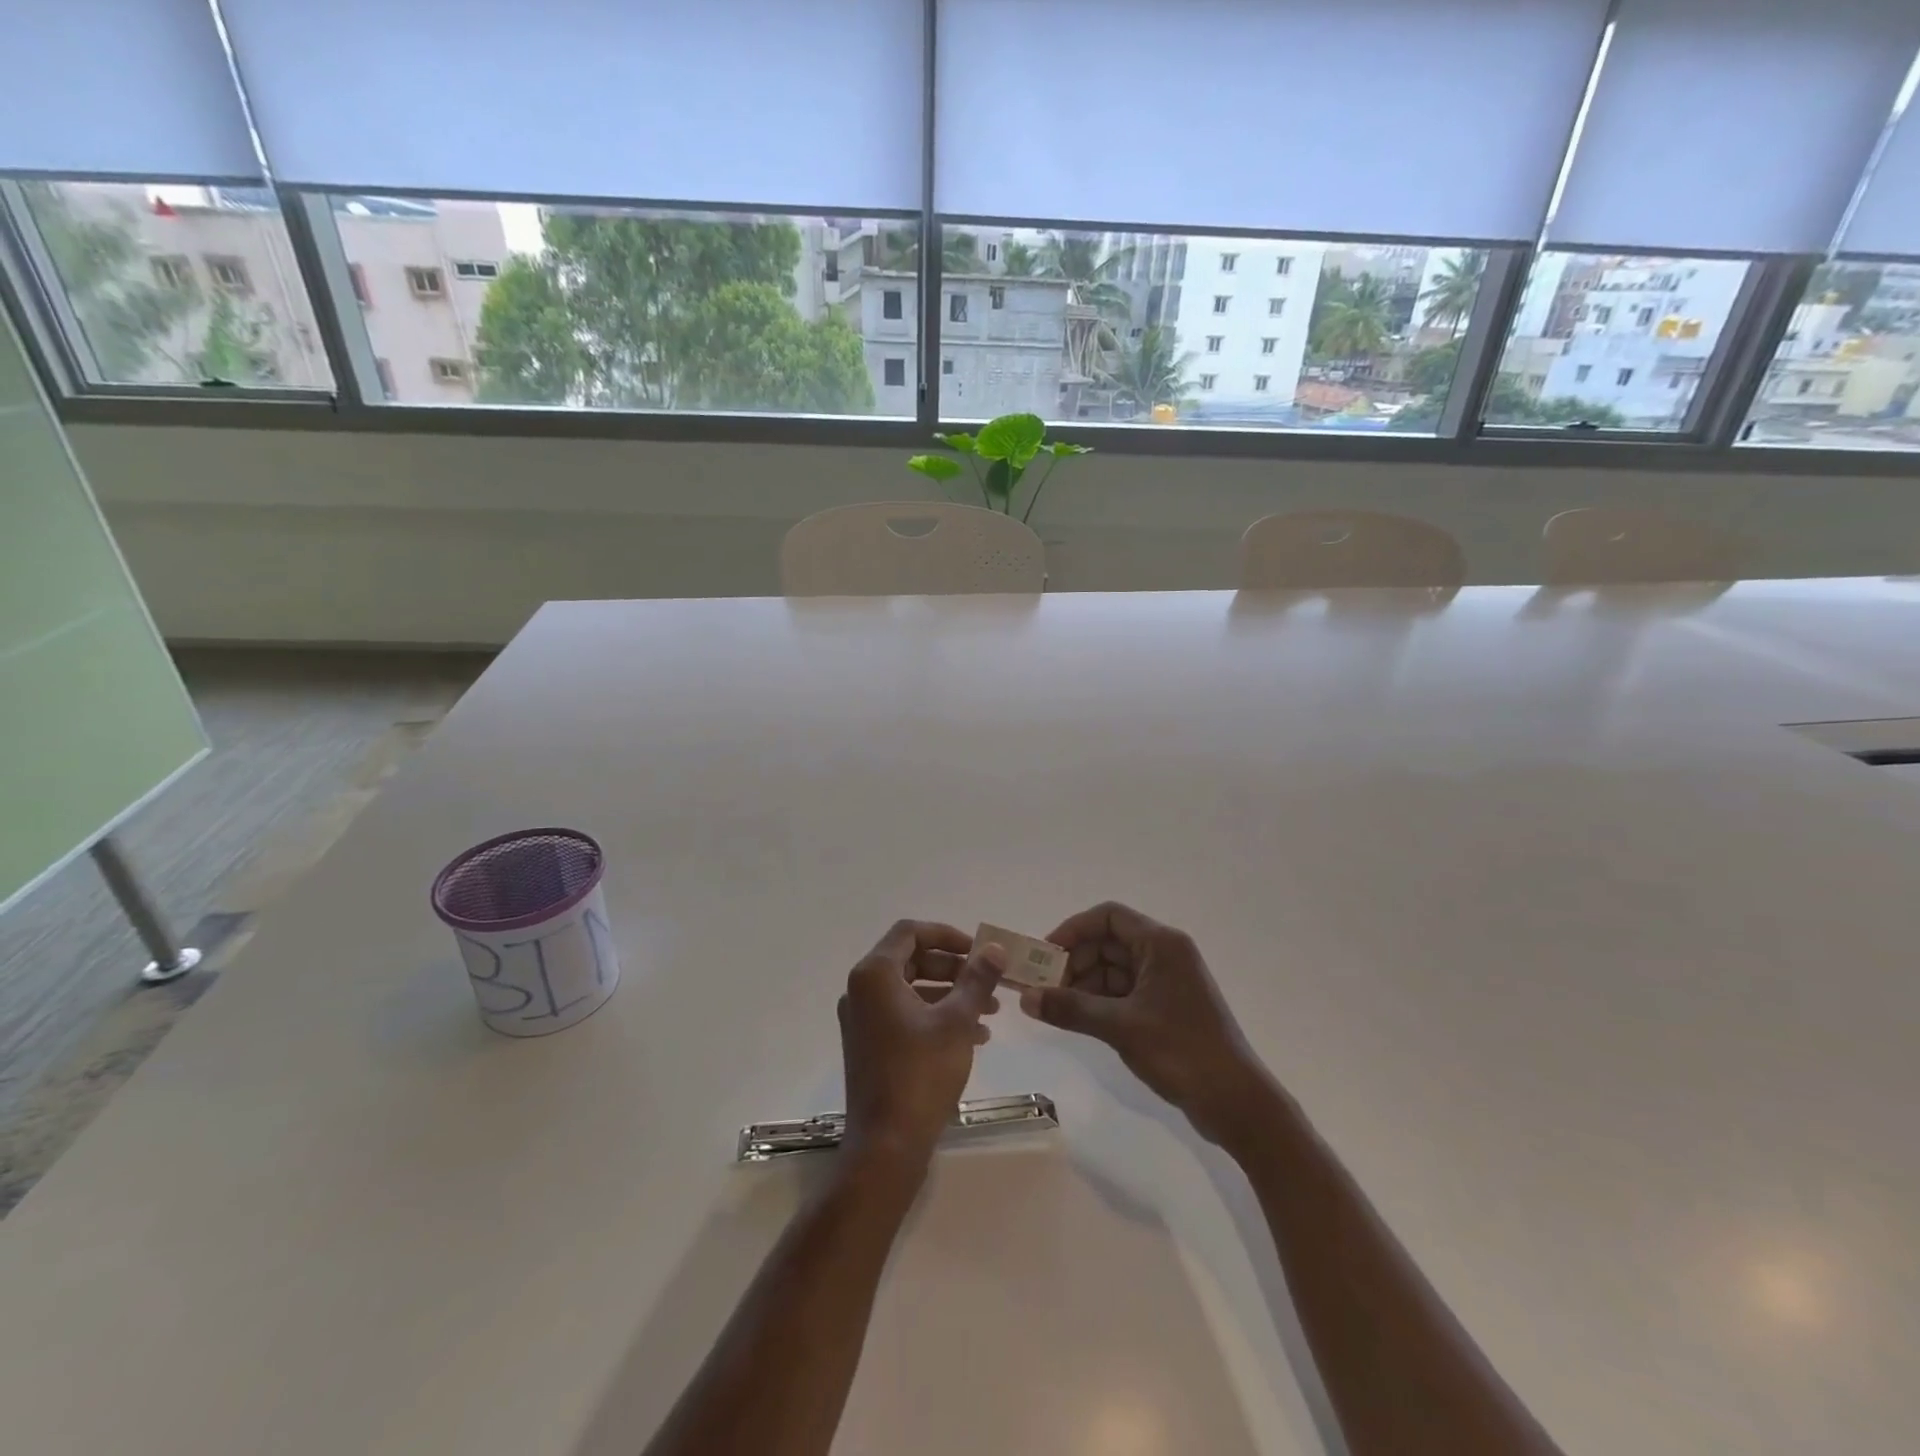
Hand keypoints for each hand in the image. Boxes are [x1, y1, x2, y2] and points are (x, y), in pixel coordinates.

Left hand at [838, 920, 1003, 1178]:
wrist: (887, 1145)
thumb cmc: (920, 1074)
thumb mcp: (956, 1021)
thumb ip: (976, 979)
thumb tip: (994, 948)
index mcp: (874, 975)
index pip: (910, 932)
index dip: (947, 935)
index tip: (978, 950)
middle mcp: (861, 990)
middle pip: (912, 960)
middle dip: (954, 968)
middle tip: (988, 980)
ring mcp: (863, 1019)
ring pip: (912, 989)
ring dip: (950, 994)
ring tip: (991, 1011)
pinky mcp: (870, 1044)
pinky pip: (906, 1015)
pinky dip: (936, 1016)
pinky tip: (974, 1035)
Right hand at [1022, 902, 1271, 1145]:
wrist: (1237, 1102)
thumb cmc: (1181, 1051)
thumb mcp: (1120, 1027)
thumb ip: (1070, 1008)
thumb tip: (1025, 998)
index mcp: (1160, 944)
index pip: (1108, 916)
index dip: (1073, 930)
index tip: (1045, 955)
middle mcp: (1165, 953)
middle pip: (1108, 942)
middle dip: (1075, 961)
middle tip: (1044, 988)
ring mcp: (1167, 981)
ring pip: (1114, 969)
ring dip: (1084, 984)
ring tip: (1056, 1007)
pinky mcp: (1167, 1007)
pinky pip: (1125, 991)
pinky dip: (1101, 1001)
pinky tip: (1079, 1019)